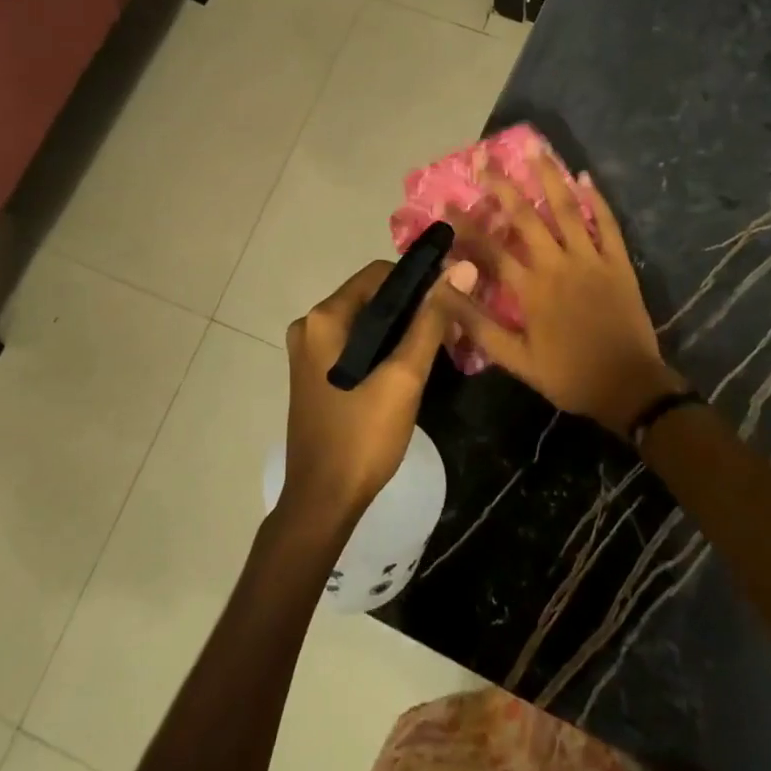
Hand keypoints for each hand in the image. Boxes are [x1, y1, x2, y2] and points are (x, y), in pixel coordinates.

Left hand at [281, 258, 478, 524]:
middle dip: (412, 308)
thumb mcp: (404, 376)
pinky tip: (407, 369)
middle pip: (372, 296)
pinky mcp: (314, 373)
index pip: (380, 273)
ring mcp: (309, 351)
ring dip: (401, 330)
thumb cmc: (363, 436)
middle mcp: (310, 325)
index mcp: (325, 317)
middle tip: (449, 331)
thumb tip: (461, 269)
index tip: (452, 302)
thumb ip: (431, 320)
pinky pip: (355, 344)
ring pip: (366, 322)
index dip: (419, 281)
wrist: (323, 501)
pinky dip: (382, 347)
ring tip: (437, 349)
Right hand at [447, 158, 680, 437]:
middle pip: (526, 217)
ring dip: (549, 178)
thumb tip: (444, 294)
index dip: (466, 225)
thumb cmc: (569, 375)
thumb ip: (479, 324)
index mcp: (530, 289)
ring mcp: (591, 259)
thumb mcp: (516, 359)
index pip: (490, 249)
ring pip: (567, 210)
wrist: (629, 386)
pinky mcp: (618, 262)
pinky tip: (585, 177)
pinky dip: (597, 200)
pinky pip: (607, 224)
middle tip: (485, 160)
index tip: (446, 202)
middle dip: (503, 186)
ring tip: (536, 149)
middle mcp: (557, 265)